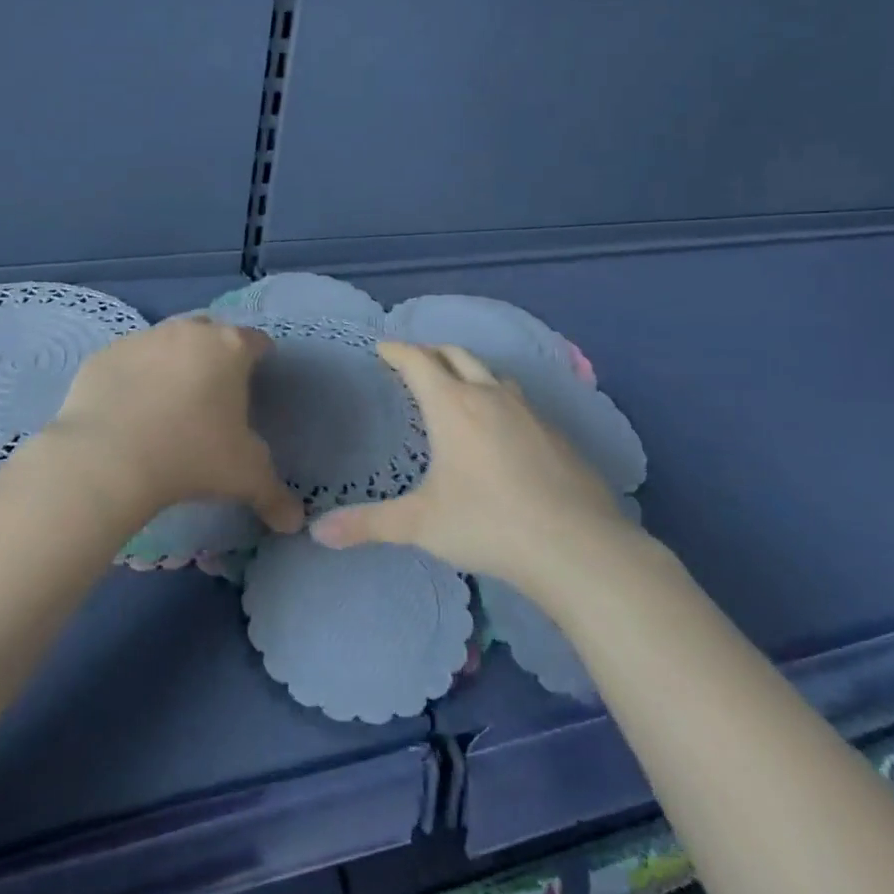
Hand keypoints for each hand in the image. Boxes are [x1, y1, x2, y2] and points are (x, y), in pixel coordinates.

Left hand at [43, 314, 303, 535]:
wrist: (108, 459)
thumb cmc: (192, 457)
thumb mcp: (245, 478)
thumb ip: (274, 494)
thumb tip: (294, 521)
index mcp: (229, 348)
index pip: (256, 341)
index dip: (260, 357)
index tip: (257, 380)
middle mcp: (188, 332)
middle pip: (210, 331)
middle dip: (214, 352)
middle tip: (214, 390)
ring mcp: (142, 339)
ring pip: (166, 341)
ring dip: (172, 362)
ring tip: (168, 402)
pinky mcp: (104, 355)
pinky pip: (127, 361)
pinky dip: (133, 376)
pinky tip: (129, 409)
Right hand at [311, 341, 633, 587]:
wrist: (577, 545)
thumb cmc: (488, 524)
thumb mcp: (421, 524)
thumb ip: (369, 524)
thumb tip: (316, 532)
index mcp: (453, 406)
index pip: (419, 361)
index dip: (397, 351)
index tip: (382, 348)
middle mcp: (490, 396)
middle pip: (457, 355)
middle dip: (432, 353)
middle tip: (415, 363)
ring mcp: (528, 412)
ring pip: (493, 375)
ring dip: (469, 371)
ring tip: (457, 388)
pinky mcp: (557, 433)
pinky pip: (519, 401)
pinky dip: (498, 399)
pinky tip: (500, 429)